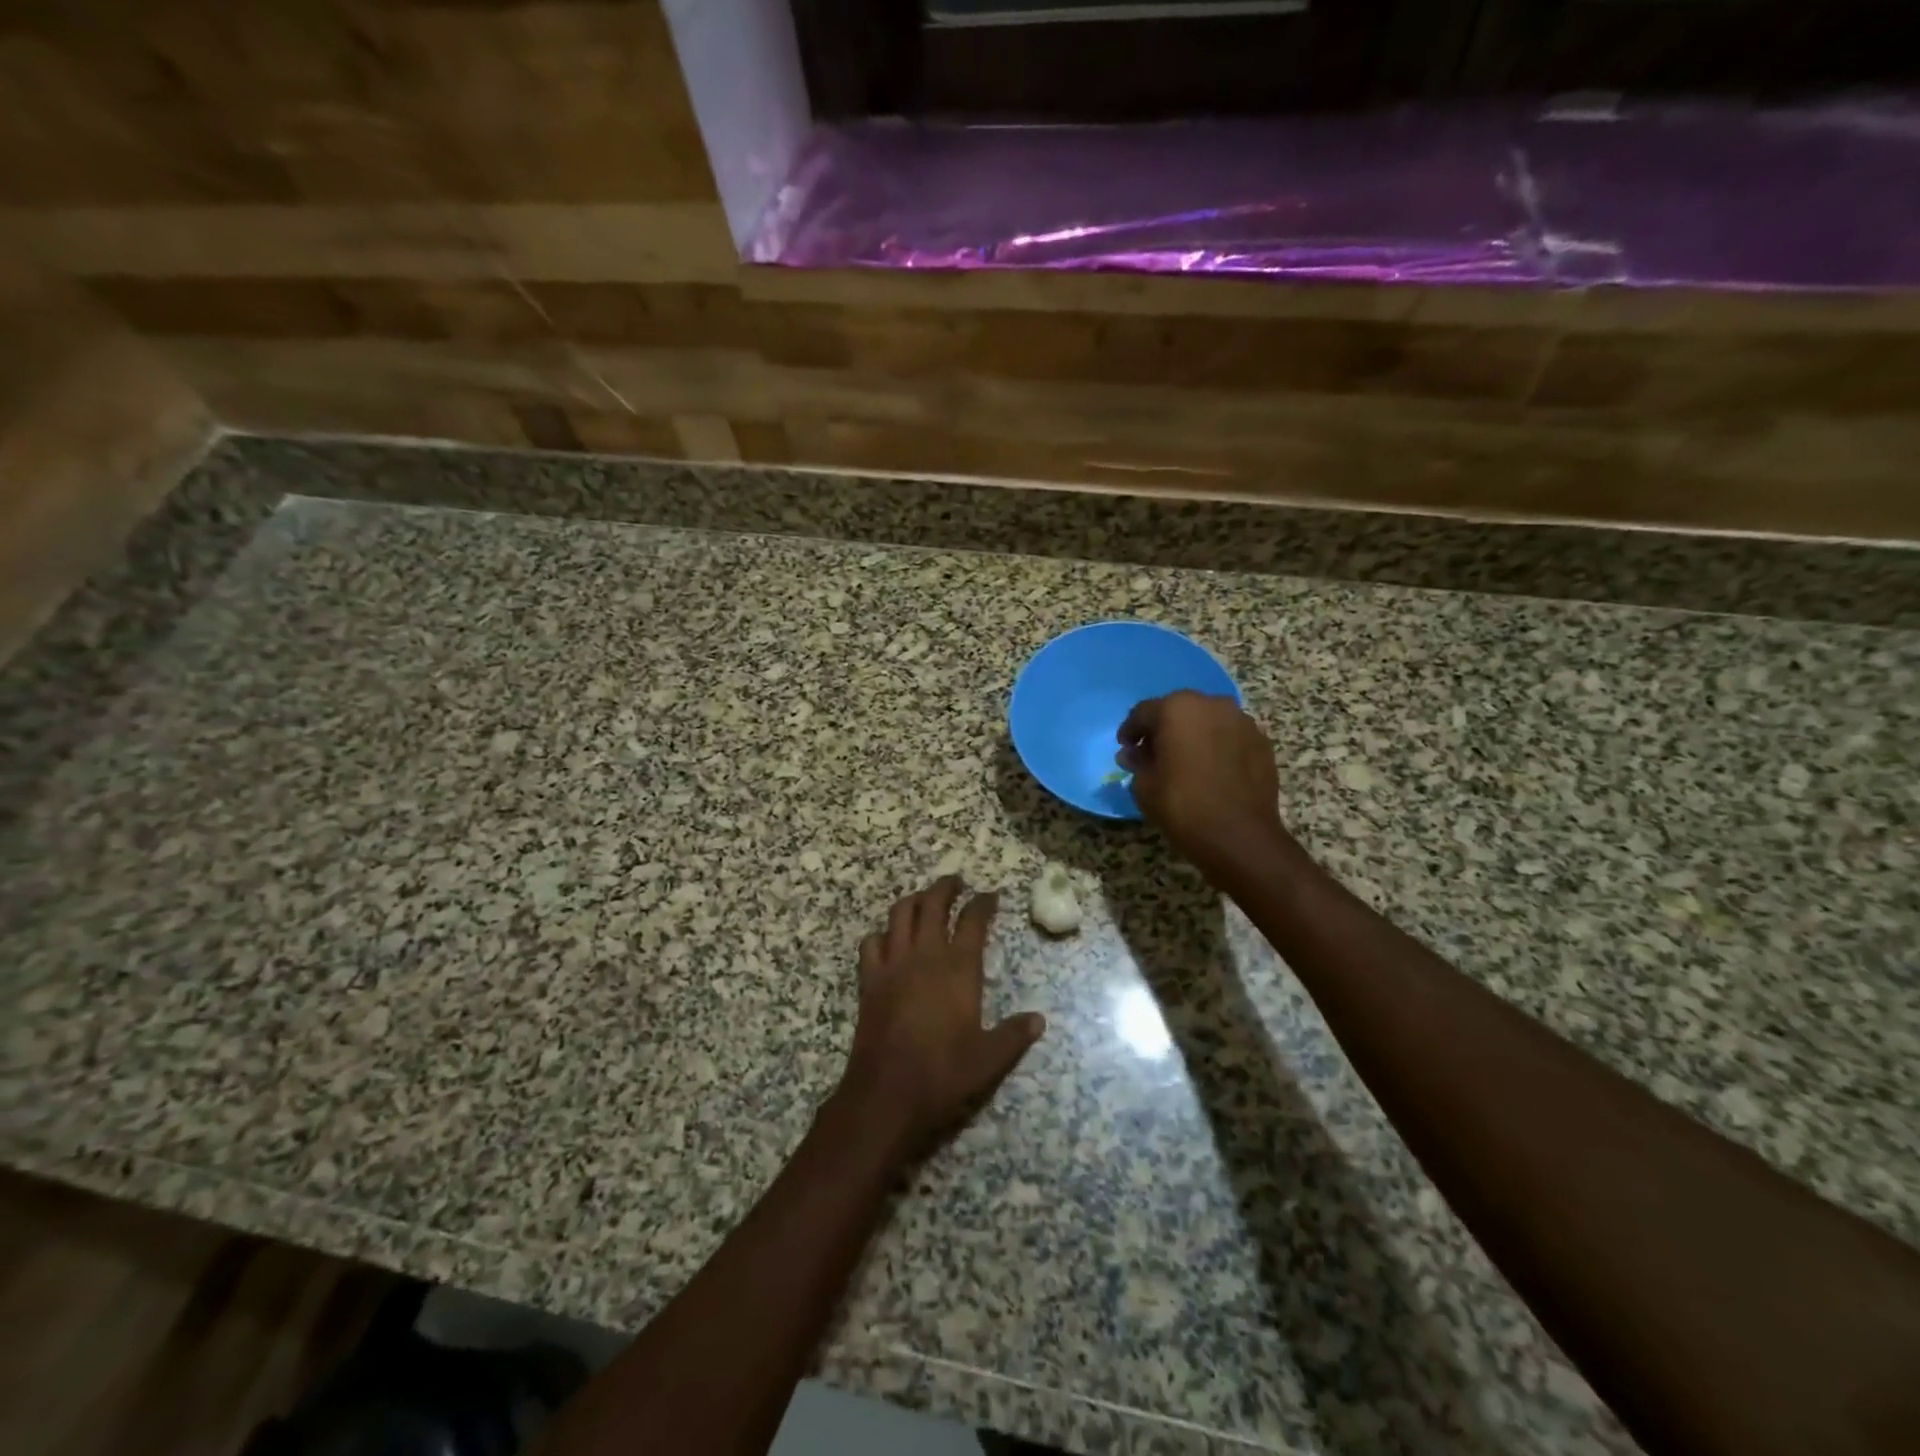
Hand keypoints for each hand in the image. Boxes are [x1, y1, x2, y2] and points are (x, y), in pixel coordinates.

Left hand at [834, 876, 1045, 1160]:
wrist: (886, 1094)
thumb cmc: (943, 1074)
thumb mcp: (989, 1059)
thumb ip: (1014, 1035)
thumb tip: (1039, 1019)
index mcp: (958, 968)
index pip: (972, 920)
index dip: (983, 903)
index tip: (991, 895)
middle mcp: (925, 955)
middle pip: (933, 903)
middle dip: (946, 887)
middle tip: (956, 882)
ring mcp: (893, 964)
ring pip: (900, 914)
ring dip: (914, 900)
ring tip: (925, 900)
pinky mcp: (869, 980)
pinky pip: (871, 942)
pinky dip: (882, 933)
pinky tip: (889, 940)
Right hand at [1118, 690, 1287, 877]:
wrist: (1240, 836)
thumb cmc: (1183, 806)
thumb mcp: (1144, 786)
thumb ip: (1137, 762)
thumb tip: (1134, 754)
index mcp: (1177, 709)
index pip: (1143, 712)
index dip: (1131, 731)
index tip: (1125, 748)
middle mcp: (1212, 705)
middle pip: (1178, 710)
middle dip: (1163, 730)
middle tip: (1153, 754)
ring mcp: (1241, 721)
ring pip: (1207, 721)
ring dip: (1192, 735)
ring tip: (1184, 761)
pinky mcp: (1261, 742)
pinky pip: (1229, 736)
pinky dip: (1216, 746)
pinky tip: (1210, 769)